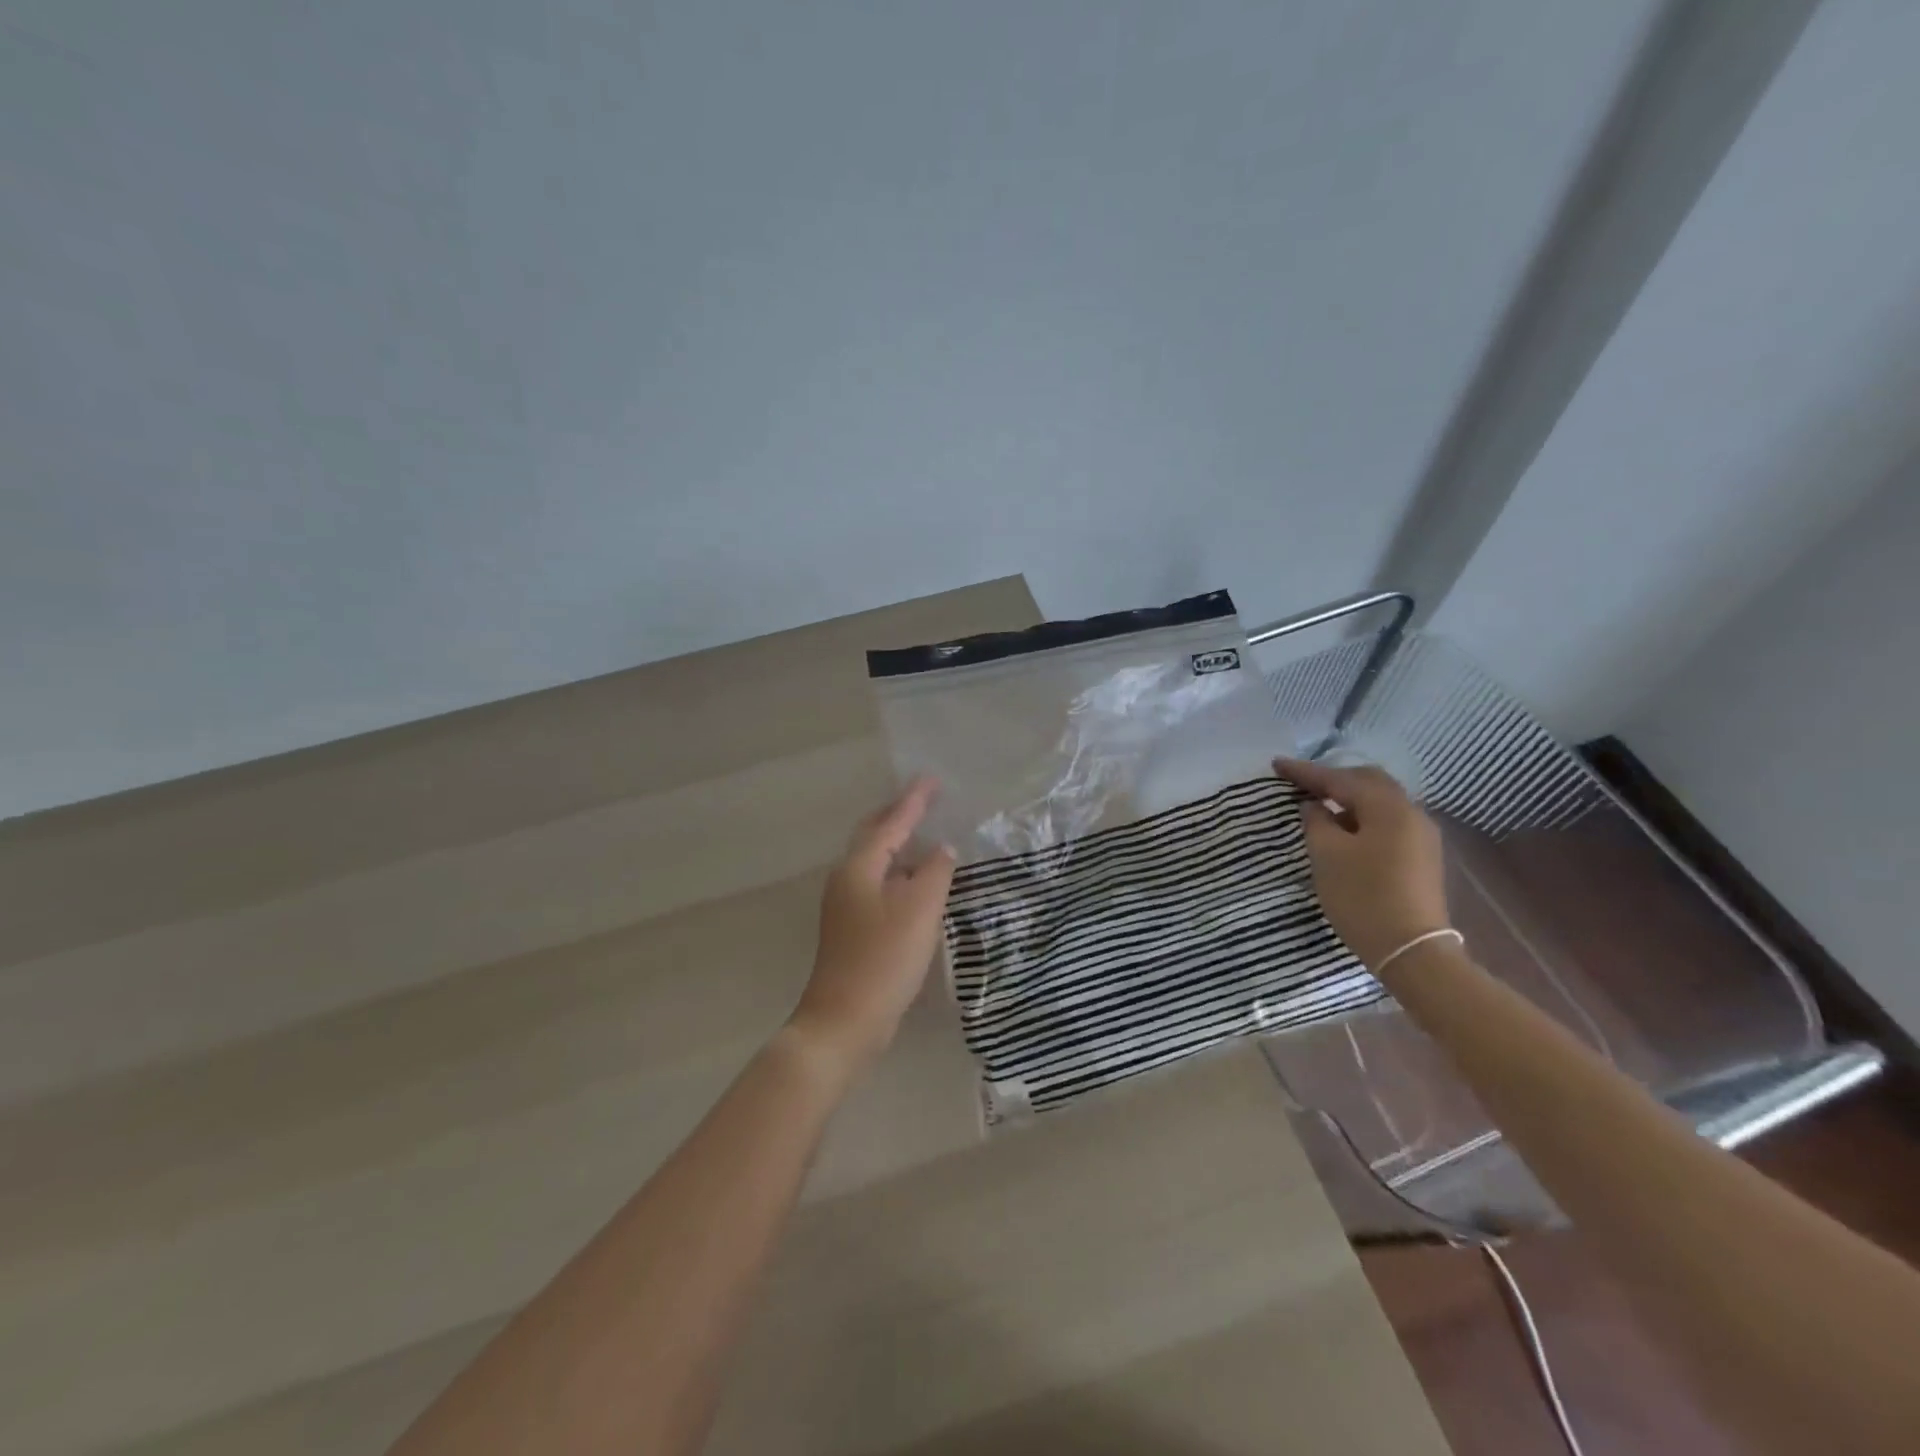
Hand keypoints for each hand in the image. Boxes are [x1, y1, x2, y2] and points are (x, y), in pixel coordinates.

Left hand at [787, 776, 956, 1076]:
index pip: (891, 822)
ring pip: (875, 860)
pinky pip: (879, 883)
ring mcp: (846, 905)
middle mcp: (847, 878)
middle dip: (898, 815)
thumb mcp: (919, 910)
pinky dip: (899, 872)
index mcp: (859, 867)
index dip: (914, 800)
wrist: (845, 1021)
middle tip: (926, 799)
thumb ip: (934, 872)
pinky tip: (917, 882)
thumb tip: (942, 849)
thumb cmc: (883, 959)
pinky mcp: (853, 928)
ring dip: (899, 843)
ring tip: (926, 833)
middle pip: (874, 835)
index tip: (933, 779)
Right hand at [1273, 757, 1449, 972]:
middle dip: (1334, 779)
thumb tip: (1314, 806)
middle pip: (1369, 782)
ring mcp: (1421, 836)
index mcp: (1388, 808)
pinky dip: (1363, 818)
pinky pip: (1387, 822)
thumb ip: (1317, 822)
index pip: (1340, 779)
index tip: (1277, 765)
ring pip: (1381, 802)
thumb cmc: (1363, 897)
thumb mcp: (1327, 855)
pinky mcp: (1421, 857)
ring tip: (1320, 806)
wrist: (1411, 951)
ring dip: (1349, 799)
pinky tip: (1344, 831)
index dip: (1305, 772)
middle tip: (1303, 783)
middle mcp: (1411, 813)